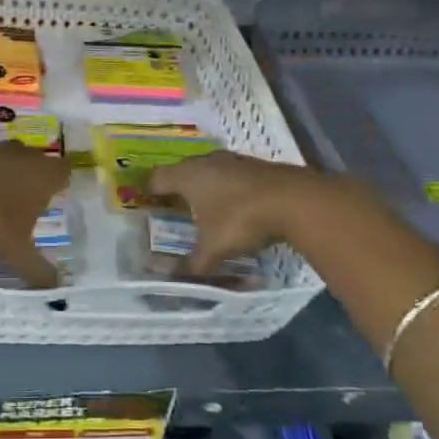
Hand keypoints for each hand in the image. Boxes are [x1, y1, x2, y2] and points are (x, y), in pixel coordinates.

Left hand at [0, 143, 71, 288]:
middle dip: (32, 176)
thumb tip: (55, 286)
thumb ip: (39, 270)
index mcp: (42, 175)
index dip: (61, 182)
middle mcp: (20, 155)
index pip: (64, 171)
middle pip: (34, 159)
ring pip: (5, 157)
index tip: (57, 196)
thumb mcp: (17, 254)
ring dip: (3, 173)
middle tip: (28, 201)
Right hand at [146, 151, 321, 274]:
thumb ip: (194, 263)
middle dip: (176, 189)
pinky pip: (230, 176)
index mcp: (187, 176)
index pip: (157, 178)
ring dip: (204, 187)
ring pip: (208, 171)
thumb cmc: (241, 219)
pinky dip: (226, 189)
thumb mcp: (214, 248)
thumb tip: (178, 278)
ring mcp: (232, 160)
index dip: (149, 191)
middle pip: (182, 171)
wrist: (293, 200)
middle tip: (172, 208)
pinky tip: (233, 206)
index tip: (145, 203)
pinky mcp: (255, 166)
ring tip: (202, 208)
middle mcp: (205, 161)